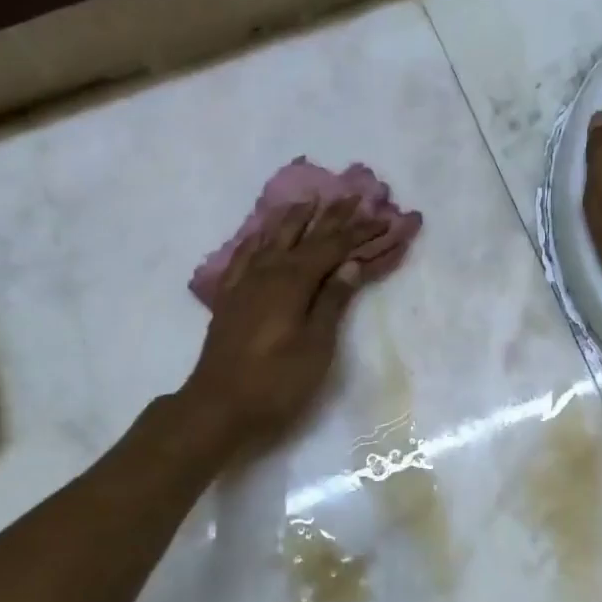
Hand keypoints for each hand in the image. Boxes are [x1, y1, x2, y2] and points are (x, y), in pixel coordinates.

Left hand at [181, 199, 389, 451]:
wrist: (218, 406)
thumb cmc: (276, 382)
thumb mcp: (316, 346)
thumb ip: (332, 302)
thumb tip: (349, 264)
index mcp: (293, 282)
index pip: (332, 247)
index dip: (358, 232)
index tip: (383, 218)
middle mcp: (267, 272)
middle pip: (303, 236)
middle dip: (330, 216)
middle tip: (351, 195)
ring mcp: (244, 283)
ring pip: (271, 239)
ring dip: (293, 219)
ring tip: (308, 201)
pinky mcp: (229, 298)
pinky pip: (244, 256)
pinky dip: (257, 239)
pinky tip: (260, 236)